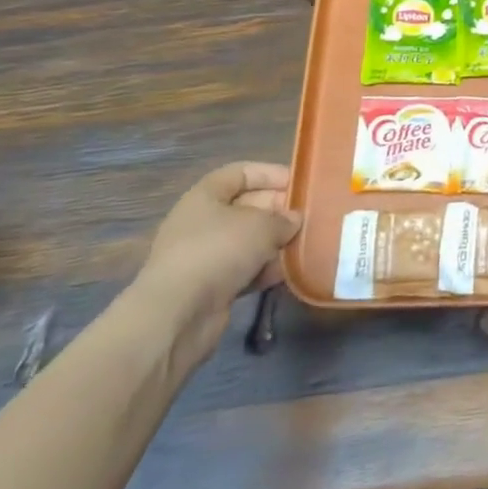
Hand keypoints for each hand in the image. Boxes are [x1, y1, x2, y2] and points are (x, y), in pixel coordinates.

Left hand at [126, 162, 302, 363]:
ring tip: (306, 243)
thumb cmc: (217, 251)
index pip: (241, 173)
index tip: (300, 183)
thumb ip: (283, 219)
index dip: (270, 174)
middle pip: (248, 206)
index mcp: (206, 196)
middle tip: (310, 216)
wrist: (177, 315)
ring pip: (249, 240)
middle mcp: (203, 222)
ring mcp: (206, 256)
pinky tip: (289, 271)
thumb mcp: (260, 225)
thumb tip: (294, 220)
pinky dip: (265, 269)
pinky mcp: (211, 286)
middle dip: (279, 210)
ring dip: (276, 242)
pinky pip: (245, 269)